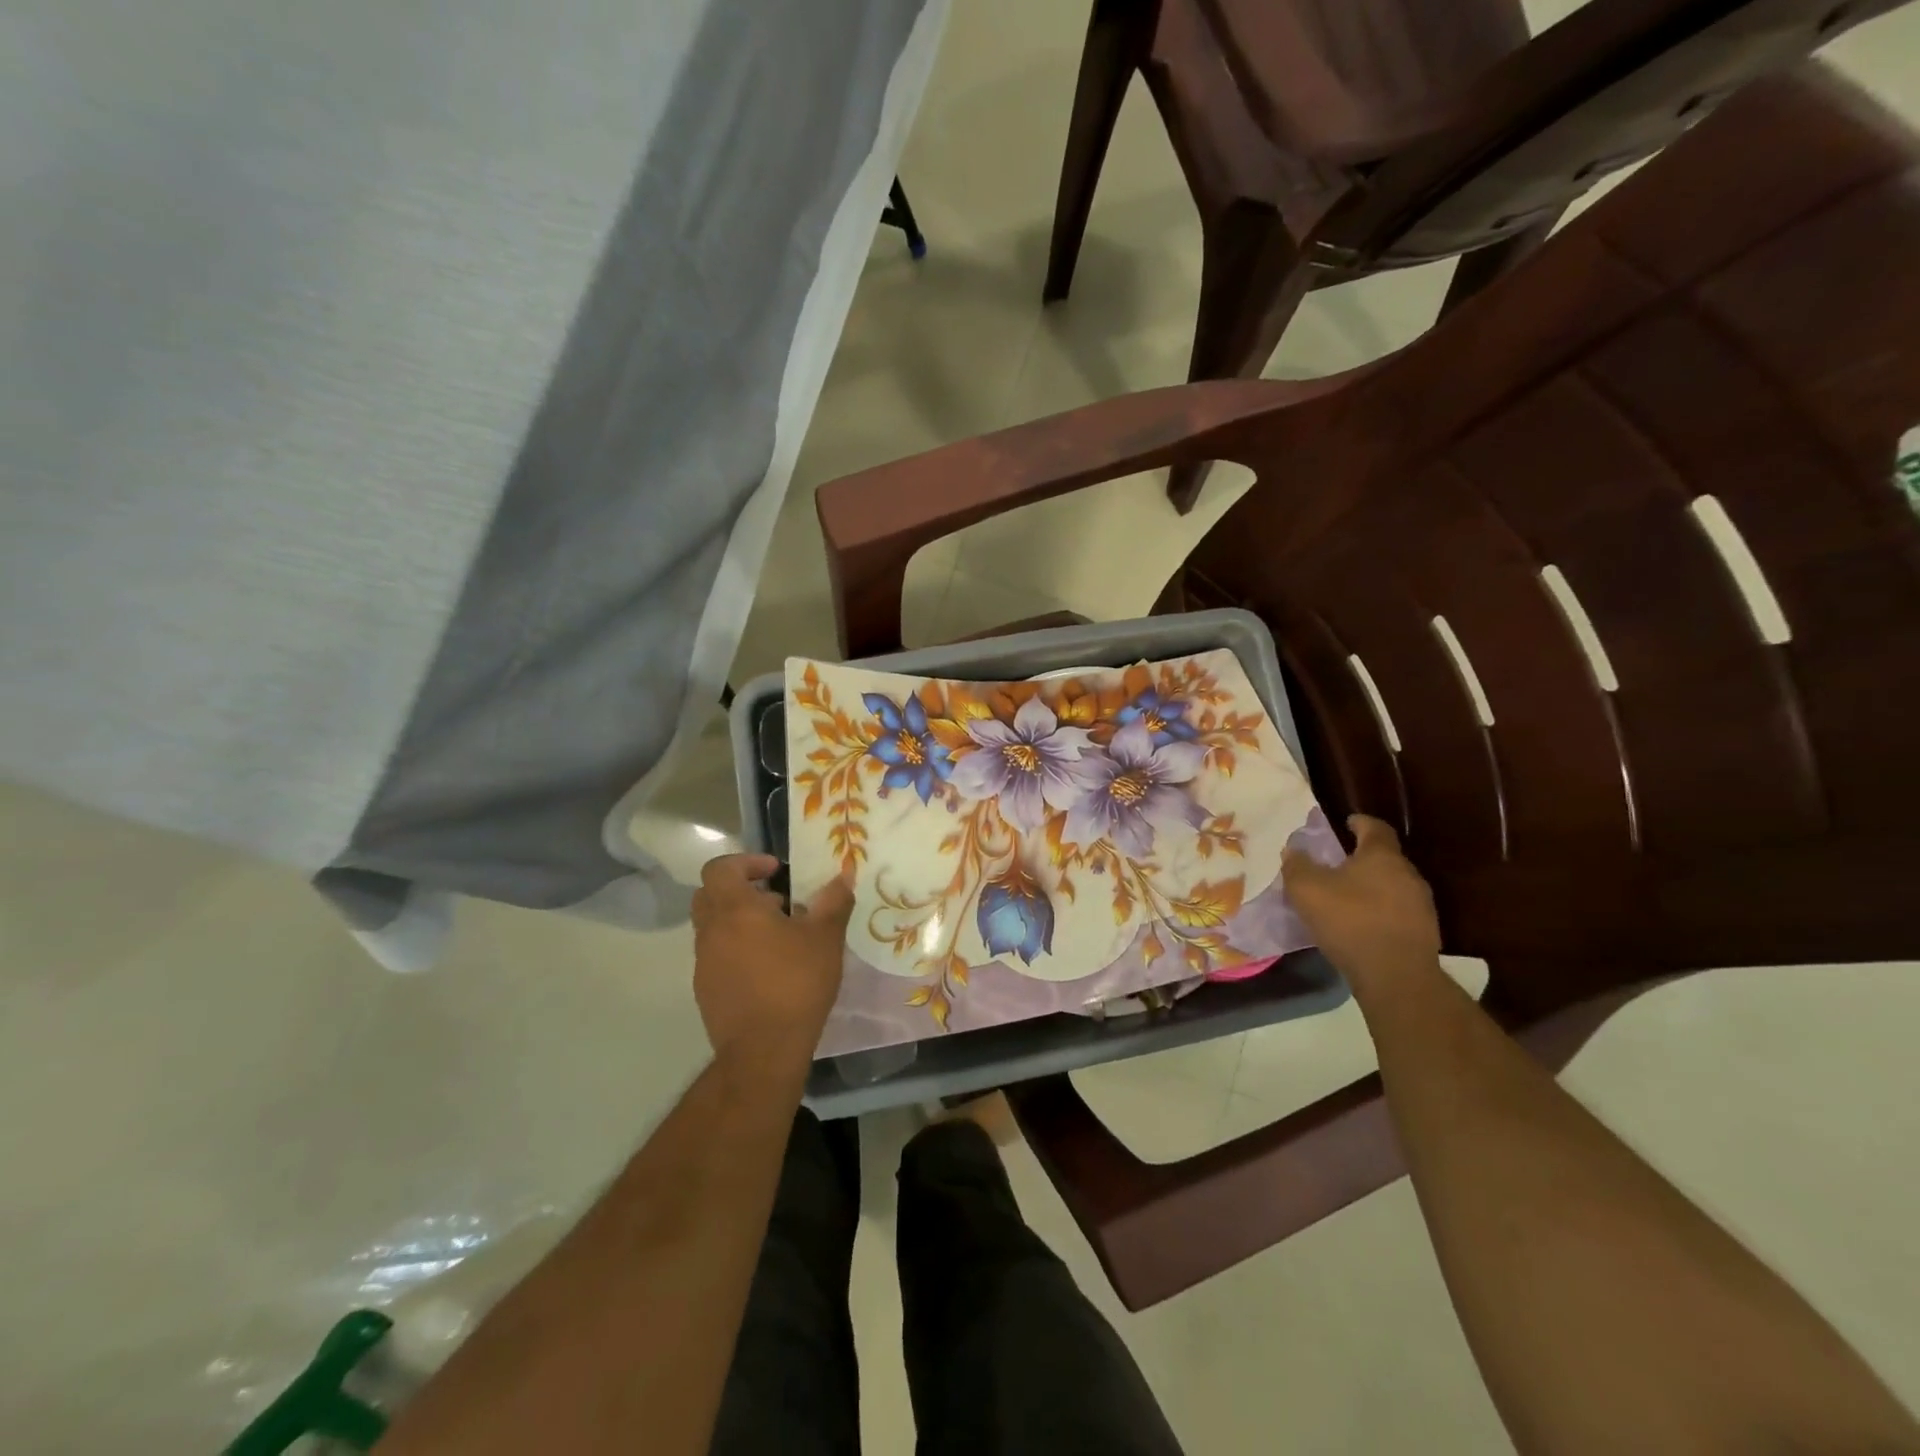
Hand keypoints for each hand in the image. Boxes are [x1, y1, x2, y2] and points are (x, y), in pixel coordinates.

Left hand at [691, 855, 854, 1067]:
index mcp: (735, 910)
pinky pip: (717, 955)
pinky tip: (769, 969)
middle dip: (741, 890)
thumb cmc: (795, 984)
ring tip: (780, 937)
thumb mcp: (825, 938)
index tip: (775, 871)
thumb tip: (844, 875)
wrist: (763, 1051)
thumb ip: (834, 901)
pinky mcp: (706, 990)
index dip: (747, 862)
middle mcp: (711, 931)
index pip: (721, 868)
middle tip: (776, 900)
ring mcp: (704, 963)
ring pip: (714, 926)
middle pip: (711, 894)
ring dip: (741, 921)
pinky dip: (737, 949)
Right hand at [1281, 814, 1441, 991]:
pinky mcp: (1425, 932)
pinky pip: (1398, 912)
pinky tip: (1363, 925)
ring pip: (1393, 885)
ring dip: (1373, 887)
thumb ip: (1297, 865)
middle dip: (1363, 858)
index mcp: (1382, 856)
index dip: (1360, 823)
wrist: (1396, 975)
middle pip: (1385, 858)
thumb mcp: (1307, 889)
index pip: (1375, 828)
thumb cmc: (1349, 920)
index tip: (1347, 823)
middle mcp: (1408, 874)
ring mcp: (1421, 904)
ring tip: (1348, 898)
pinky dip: (1381, 911)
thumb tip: (1292, 850)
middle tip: (1338, 865)